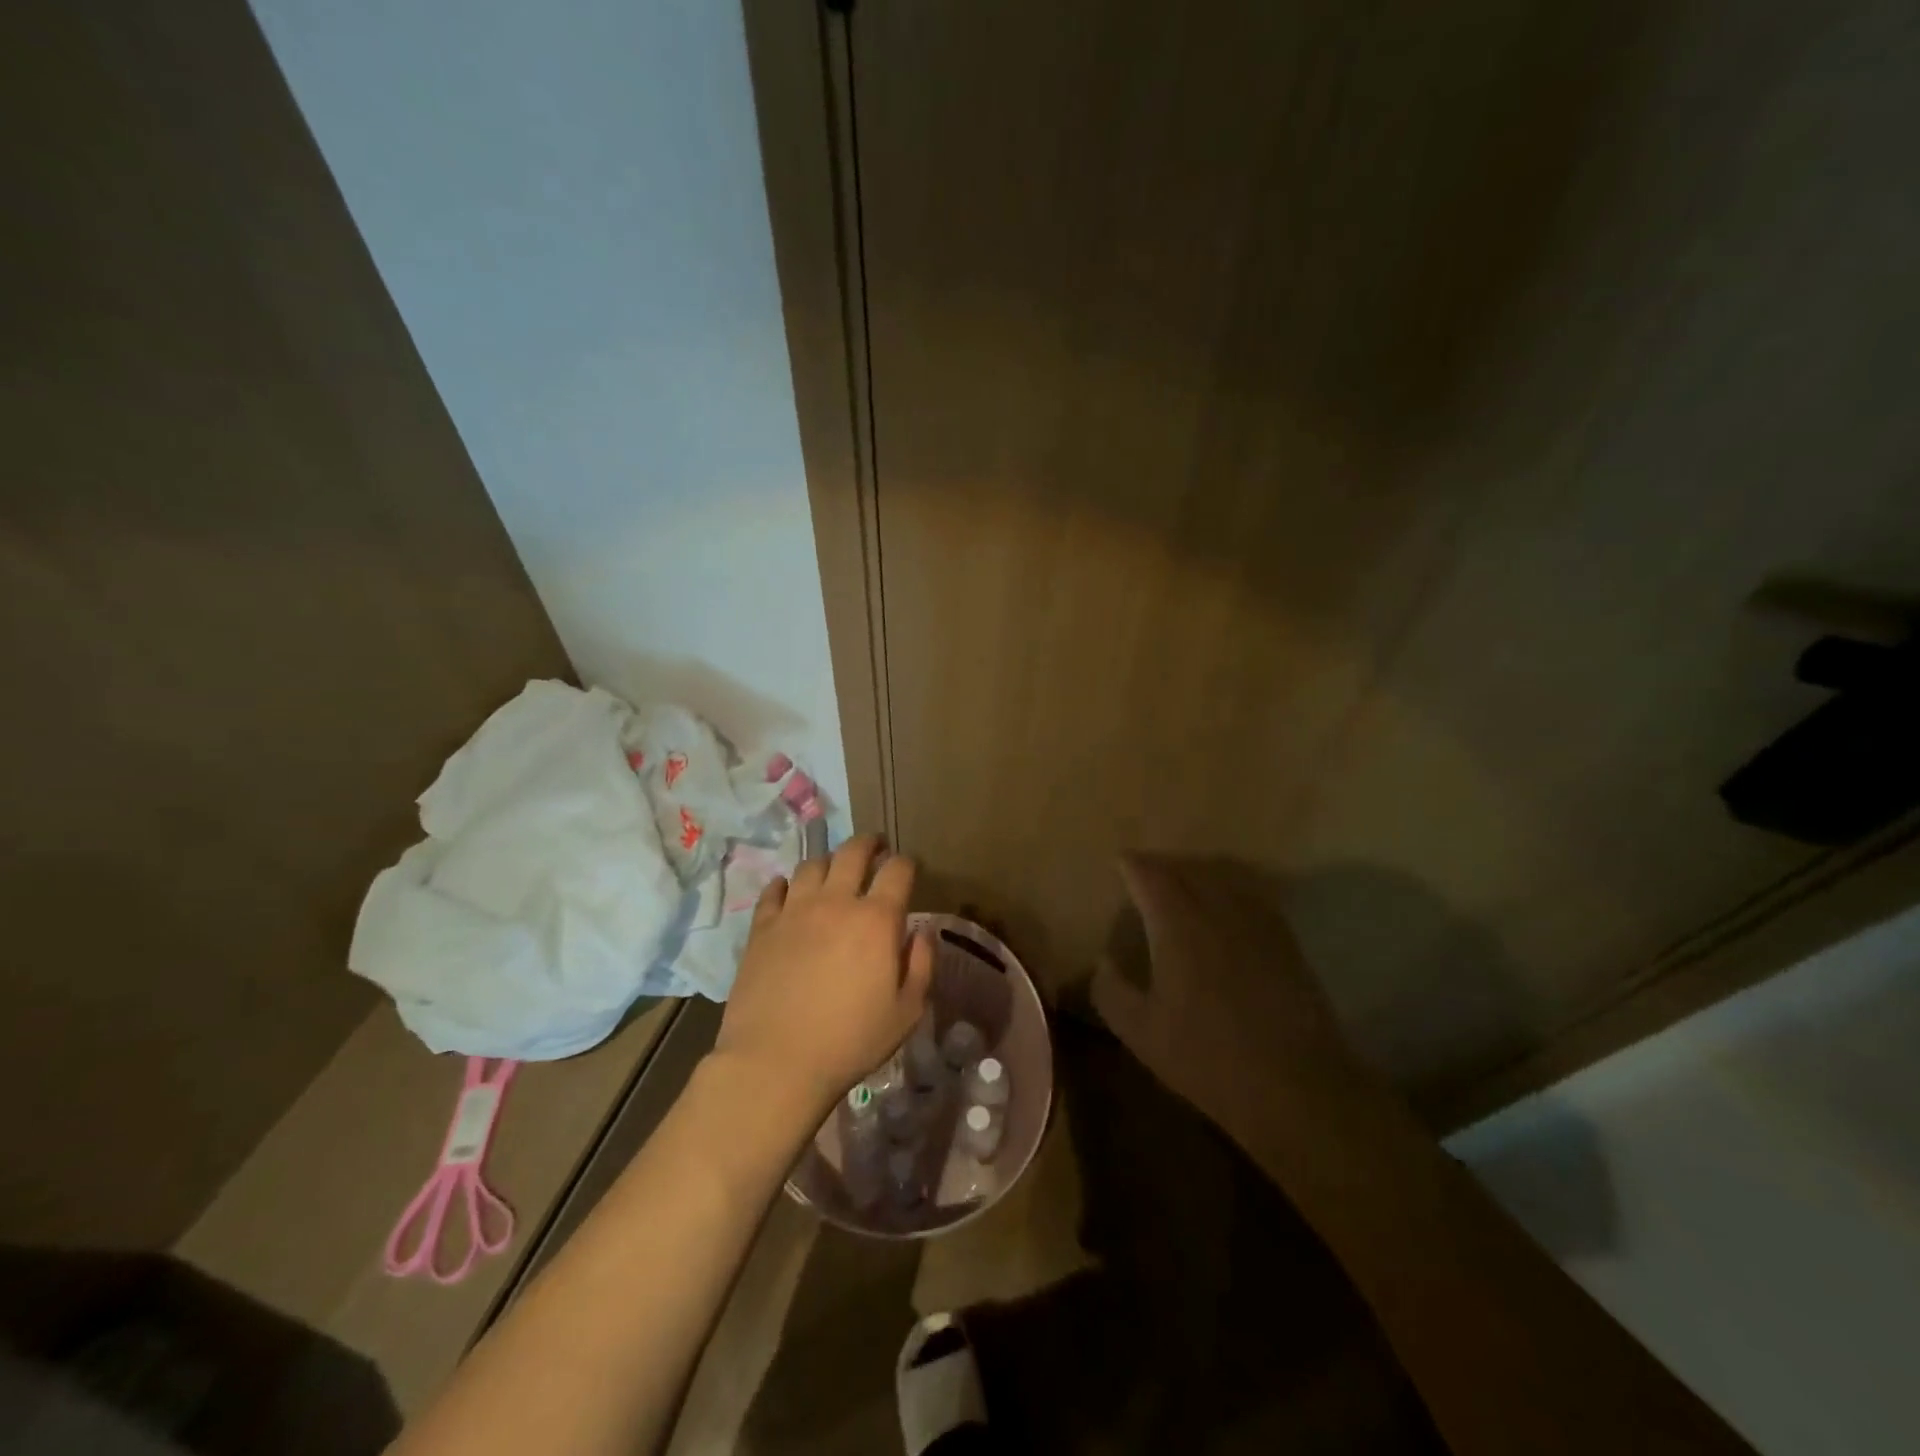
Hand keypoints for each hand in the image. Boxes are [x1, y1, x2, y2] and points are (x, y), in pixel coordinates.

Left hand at [715, 834, 932, 1114]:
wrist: (776, 1062)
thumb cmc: (851, 1041)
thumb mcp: (906, 1011)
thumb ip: (920, 964)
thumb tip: (921, 932)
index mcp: (876, 919)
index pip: (898, 870)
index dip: (907, 863)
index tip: (909, 869)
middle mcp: (835, 902)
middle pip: (852, 852)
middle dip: (868, 844)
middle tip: (874, 847)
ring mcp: (794, 911)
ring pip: (812, 865)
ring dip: (828, 861)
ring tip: (832, 870)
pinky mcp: (762, 927)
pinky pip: (773, 890)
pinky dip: (785, 884)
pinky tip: (788, 890)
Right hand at [1091, 854, 1380, 1147]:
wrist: (1295, 1086)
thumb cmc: (1207, 1057)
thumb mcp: (1141, 1032)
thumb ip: (1111, 991)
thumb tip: (1103, 961)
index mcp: (1177, 925)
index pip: (1150, 875)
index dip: (1133, 865)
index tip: (1120, 862)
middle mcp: (1217, 910)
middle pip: (1187, 869)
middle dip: (1163, 866)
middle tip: (1145, 873)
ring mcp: (1257, 922)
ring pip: (1223, 877)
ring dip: (1198, 873)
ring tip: (1184, 883)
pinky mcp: (1285, 940)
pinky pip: (1252, 896)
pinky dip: (1231, 890)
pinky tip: (1227, 909)